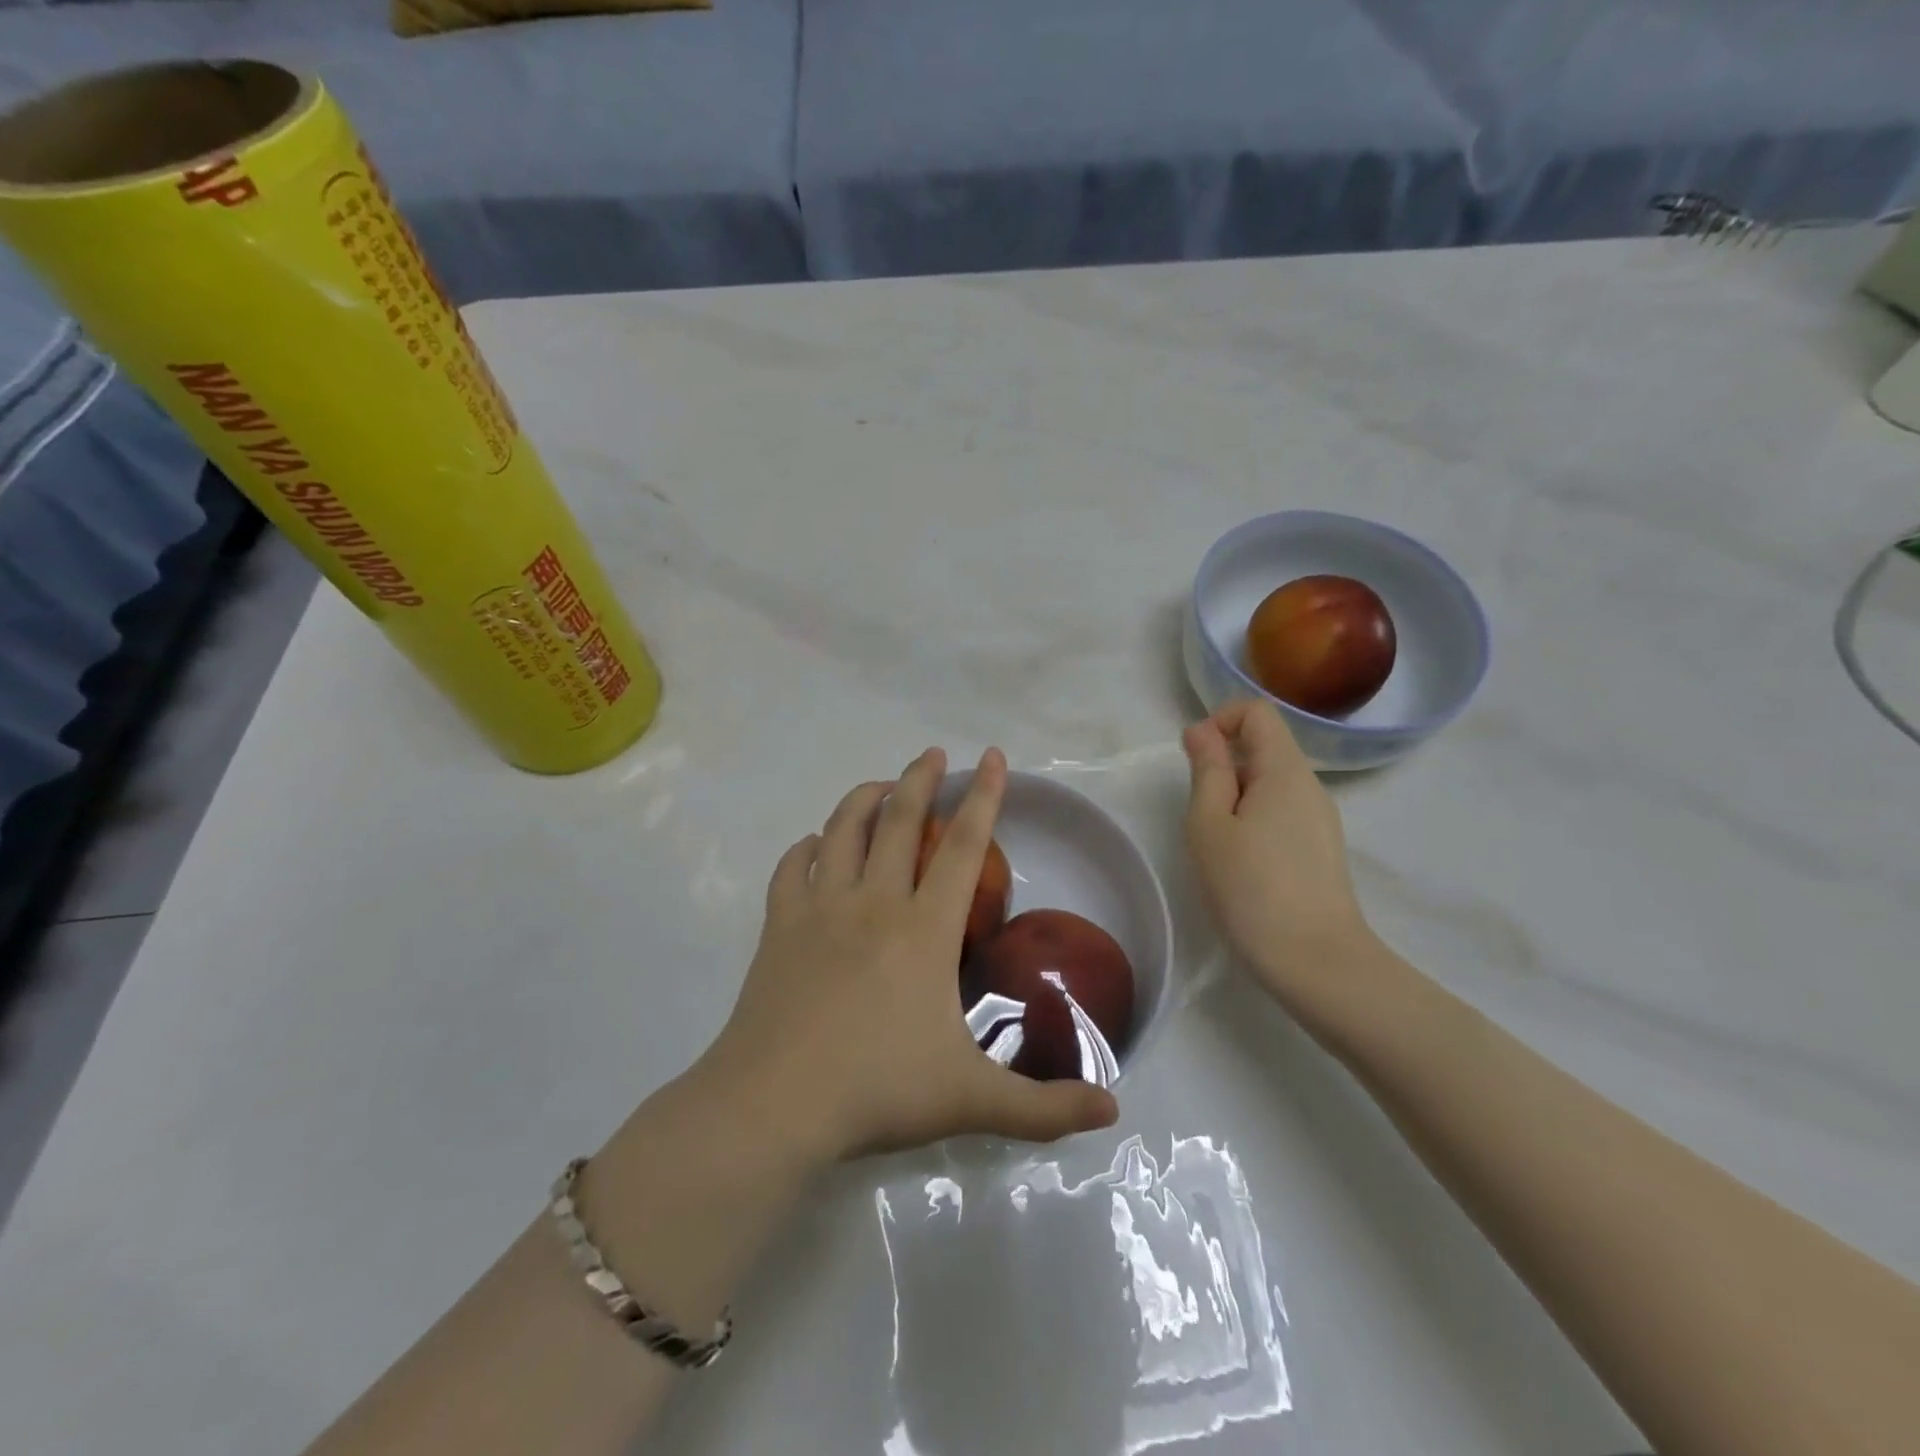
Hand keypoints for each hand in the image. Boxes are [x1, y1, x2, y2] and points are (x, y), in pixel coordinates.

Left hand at [702, 747, 1118, 1164]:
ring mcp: (820, 908)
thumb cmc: (878, 1090)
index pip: (963, 847)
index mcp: (924, 929)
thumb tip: (1111, 1112)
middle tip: (934, 753)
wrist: (774, 1105)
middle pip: (899, 818)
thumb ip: (1044, 1107)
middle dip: (920, 778)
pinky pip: (793, 867)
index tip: (992, 757)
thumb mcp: (972, 1101)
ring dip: (864, 797)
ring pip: (842, 829)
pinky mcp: (779, 925)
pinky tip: (816, 846)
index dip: (984, 797)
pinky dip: (808, 847)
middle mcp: (873, 902)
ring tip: (882, 786)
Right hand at [1183, 700, 1375, 1012]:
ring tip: (1218, 845)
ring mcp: (1320, 819)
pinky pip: (1281, 813)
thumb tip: (1202, 731)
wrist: (1315, 962)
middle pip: (1264, 747)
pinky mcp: (1320, 849)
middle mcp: (1310, 786)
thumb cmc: (1251, 887)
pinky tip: (1242, 865)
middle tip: (1199, 815)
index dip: (1219, 722)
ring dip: (1234, 798)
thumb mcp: (1210, 824)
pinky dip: (1253, 821)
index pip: (1257, 712)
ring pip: (1270, 784)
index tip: (1194, 761)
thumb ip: (1207, 770)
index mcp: (1285, 770)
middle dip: (1223, 767)